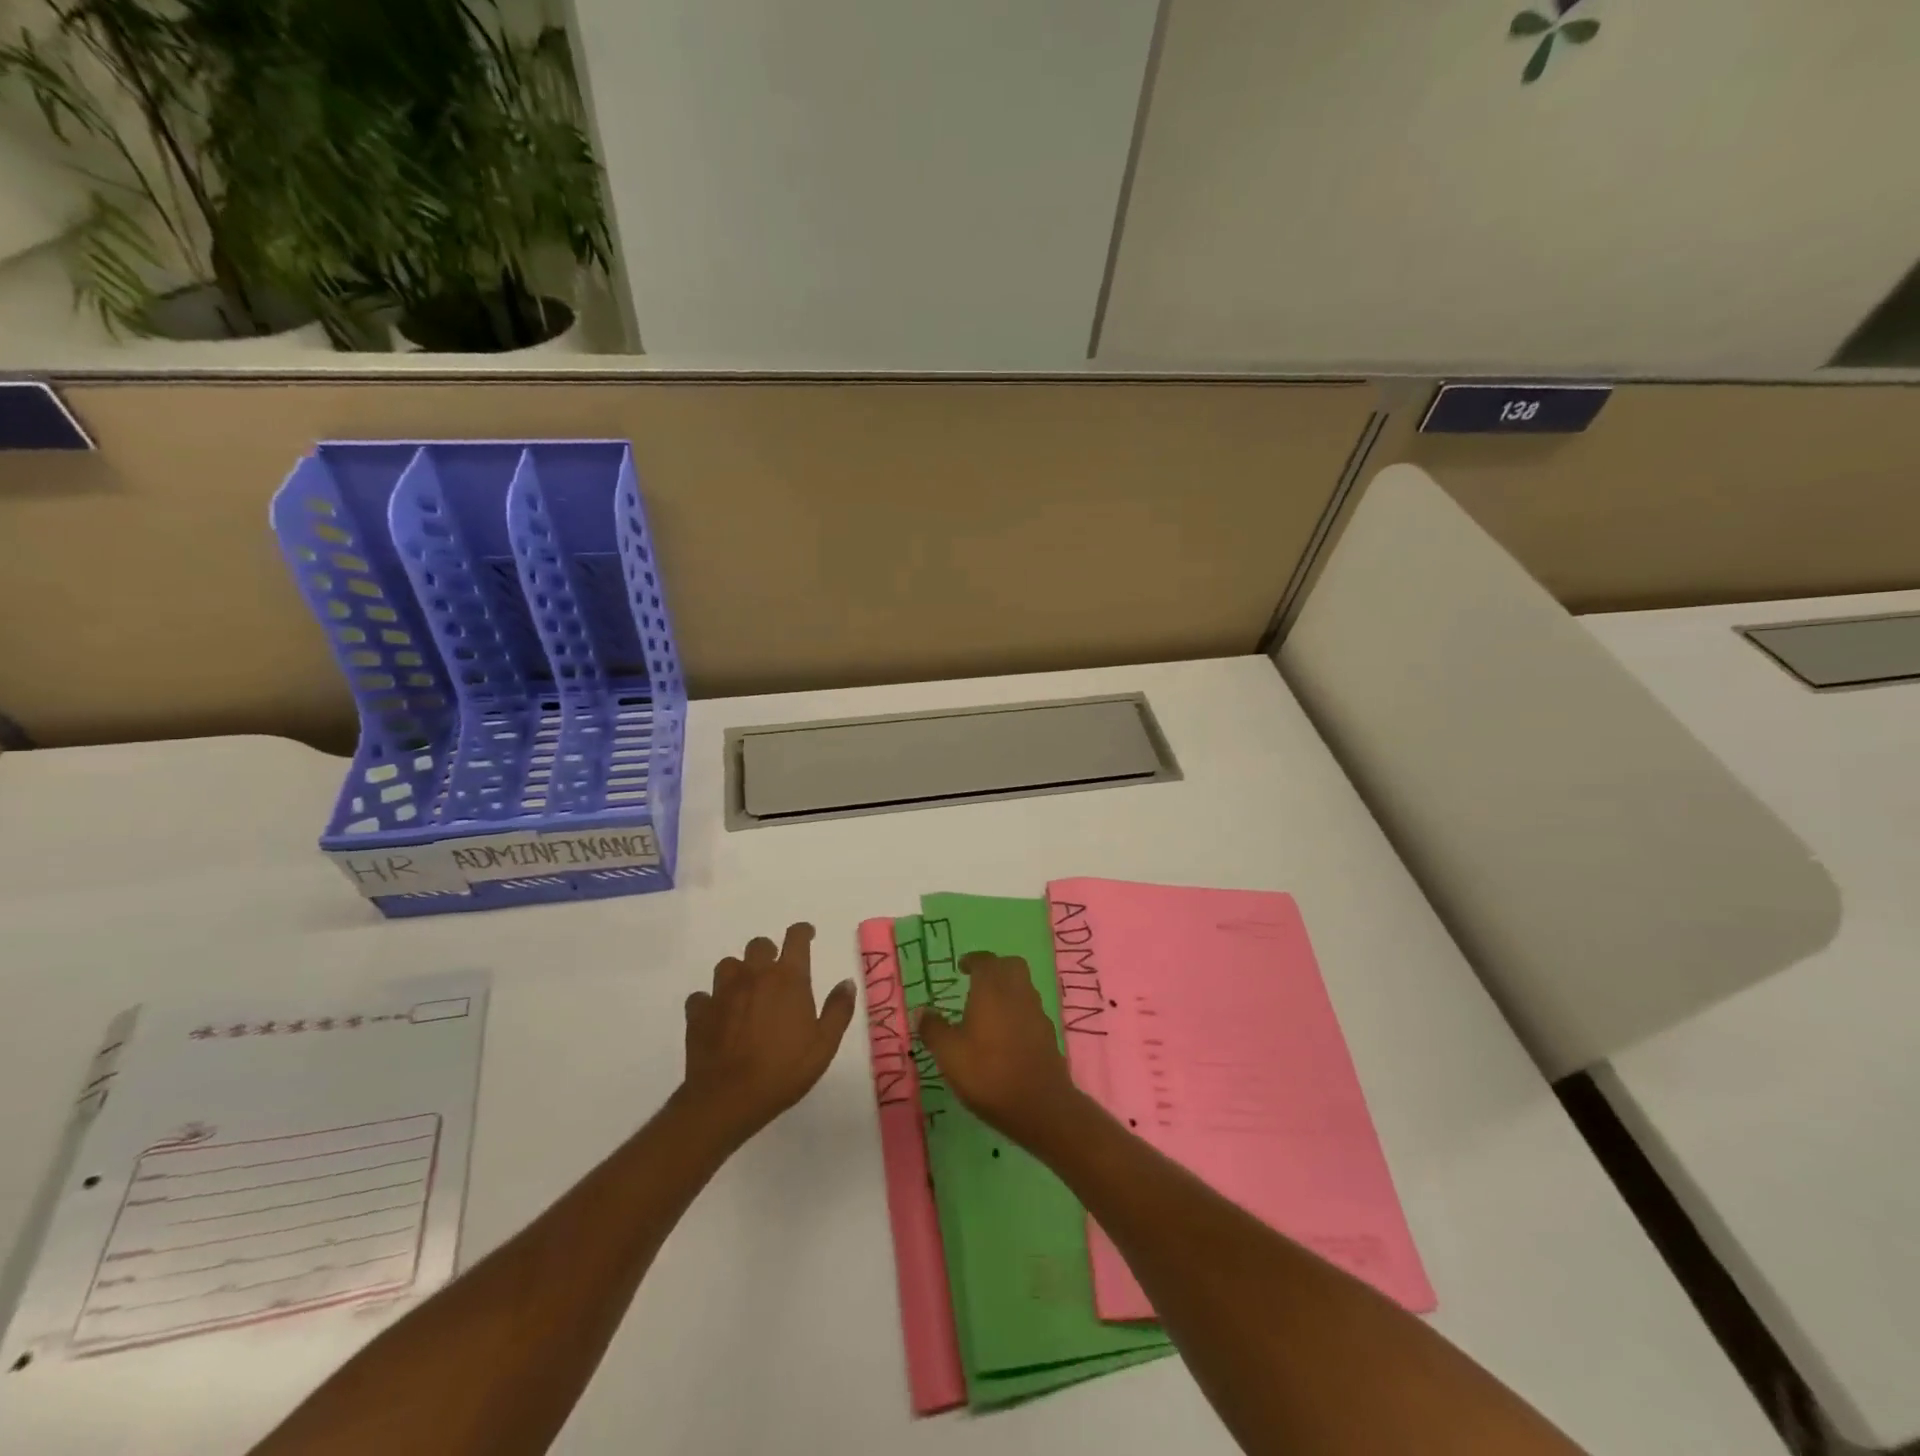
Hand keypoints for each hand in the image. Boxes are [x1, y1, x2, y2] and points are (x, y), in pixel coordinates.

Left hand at [680, 923, 856, 1146]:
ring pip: (728, 965)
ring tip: (746, 991)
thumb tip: (846, 983)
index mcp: (787, 978)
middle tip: (776, 973)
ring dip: (739, 972)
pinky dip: (711, 1001)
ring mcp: (722, 992)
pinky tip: (718, 1015)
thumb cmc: (783, 1070)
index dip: (802, 932)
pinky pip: (702, 996)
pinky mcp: (698, 1012)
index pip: (795, 938)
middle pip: (759, 945)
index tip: (807, 935)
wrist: (727, 1099)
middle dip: (769, 953)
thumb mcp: (824, 1045)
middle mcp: (754, 975)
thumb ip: (838, 1010)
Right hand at [914, 951, 1085, 1150]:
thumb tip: (923, 1012)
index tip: (962, 967)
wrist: (1040, 1105)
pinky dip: (1018, 1011)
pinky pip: (1031, 1010)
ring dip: (1008, 989)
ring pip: (1024, 986)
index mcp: (992, 989)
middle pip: (1011, 965)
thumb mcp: (949, 1054)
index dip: (973, 960)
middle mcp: (1017, 992)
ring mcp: (1036, 1012)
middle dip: (995, 968)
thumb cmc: (988, 1073)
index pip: (985, 961)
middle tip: (977, 982)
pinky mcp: (1048, 1034)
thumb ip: (934, 1029)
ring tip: (988, 1010)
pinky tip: (1006, 1035)